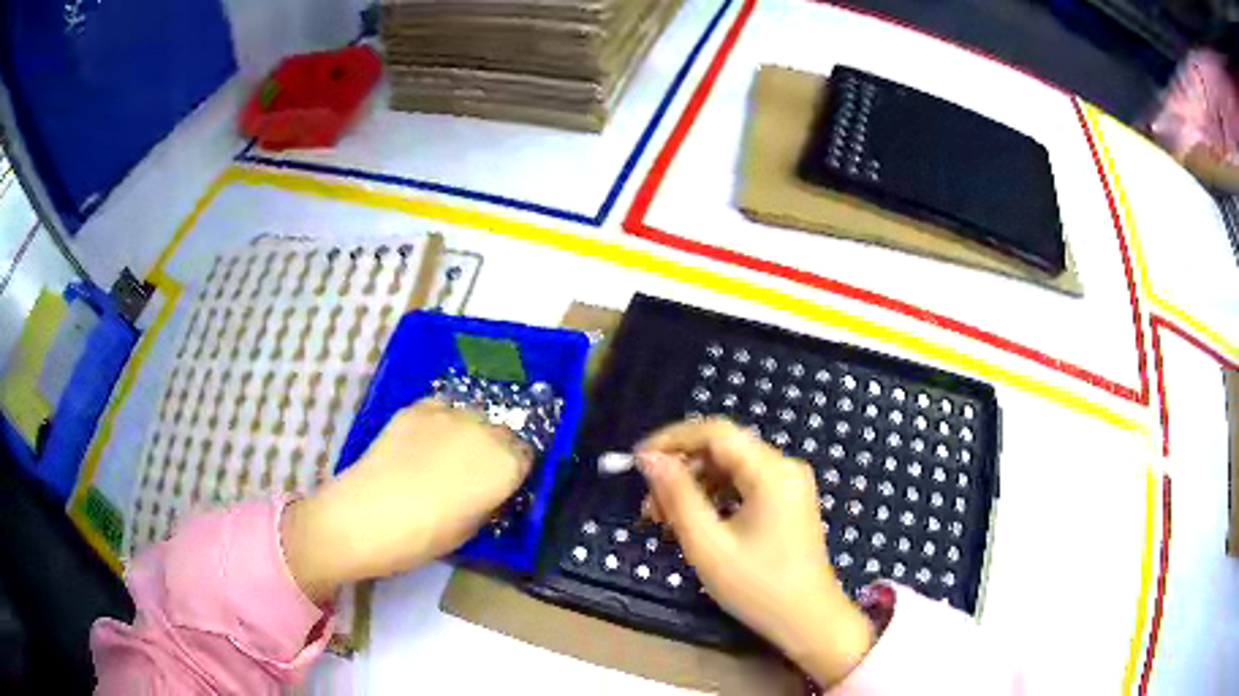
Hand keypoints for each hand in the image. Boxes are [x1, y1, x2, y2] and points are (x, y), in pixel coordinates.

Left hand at [282, 399, 531, 602]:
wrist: (367, 516)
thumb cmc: (425, 537)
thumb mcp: (472, 528)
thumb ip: (489, 500)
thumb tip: (489, 488)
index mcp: (506, 465)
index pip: (527, 456)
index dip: (514, 471)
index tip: (501, 484)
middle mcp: (485, 431)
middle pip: (502, 431)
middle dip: (494, 448)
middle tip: (473, 471)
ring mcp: (449, 414)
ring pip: (472, 415)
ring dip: (468, 432)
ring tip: (446, 454)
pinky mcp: (417, 408)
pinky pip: (441, 409)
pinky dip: (439, 423)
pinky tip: (422, 443)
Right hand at [636, 418, 873, 686]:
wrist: (808, 621)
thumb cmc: (757, 586)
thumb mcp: (708, 544)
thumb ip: (677, 495)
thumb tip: (649, 458)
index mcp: (771, 471)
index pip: (715, 432)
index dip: (672, 439)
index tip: (637, 461)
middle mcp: (784, 467)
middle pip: (723, 450)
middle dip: (681, 470)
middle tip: (648, 505)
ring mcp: (790, 484)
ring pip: (731, 468)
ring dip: (695, 487)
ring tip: (664, 521)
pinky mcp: (788, 502)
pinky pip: (744, 486)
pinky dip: (715, 499)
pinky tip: (694, 524)